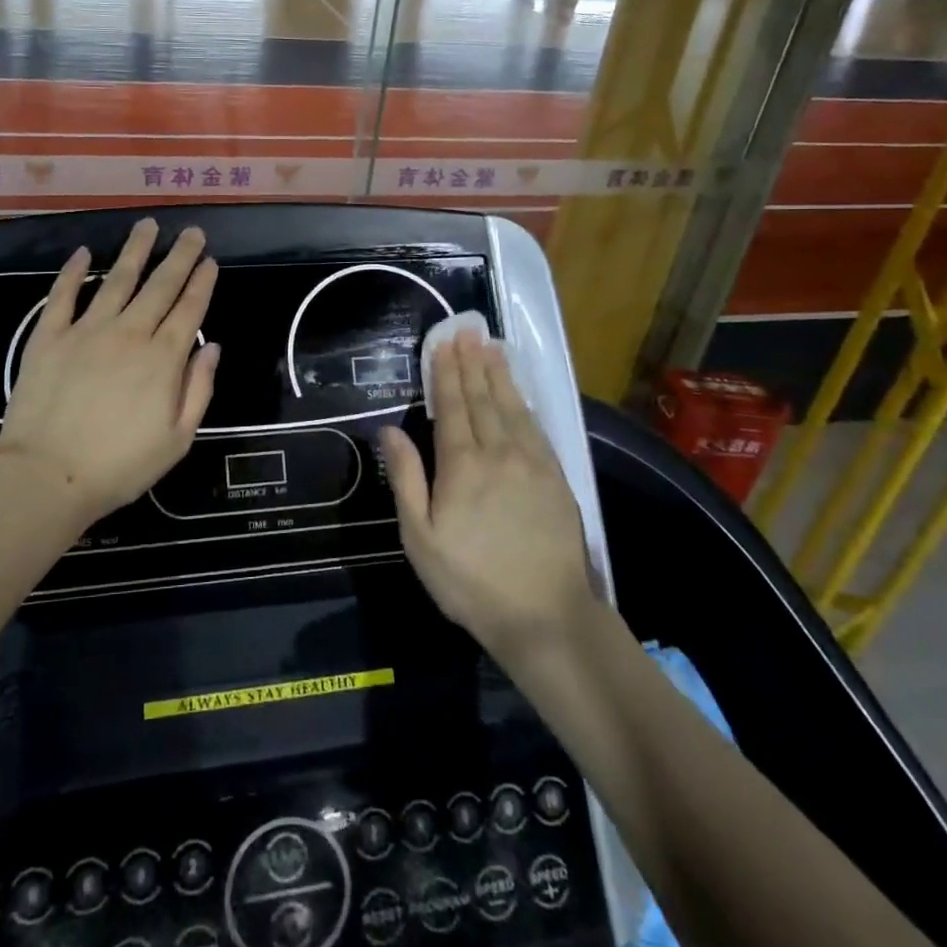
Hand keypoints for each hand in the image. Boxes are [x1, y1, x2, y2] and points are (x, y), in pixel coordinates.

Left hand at [0, 220, 219, 529]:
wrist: (48, 476)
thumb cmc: (119, 466)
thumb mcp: (177, 439)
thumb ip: (198, 389)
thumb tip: (211, 347)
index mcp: (163, 359)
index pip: (189, 310)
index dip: (202, 282)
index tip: (210, 260)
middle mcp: (129, 333)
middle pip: (160, 286)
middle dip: (179, 256)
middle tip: (192, 231)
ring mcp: (87, 330)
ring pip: (116, 279)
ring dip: (135, 250)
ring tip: (147, 225)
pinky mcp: (49, 336)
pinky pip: (63, 295)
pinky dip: (72, 271)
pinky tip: (82, 252)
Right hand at [382, 331, 596, 663]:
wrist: (545, 616)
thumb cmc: (470, 580)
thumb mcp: (419, 537)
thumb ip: (405, 479)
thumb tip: (389, 431)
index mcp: (461, 465)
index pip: (452, 407)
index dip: (447, 373)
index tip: (444, 343)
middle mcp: (498, 452)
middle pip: (482, 398)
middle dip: (472, 363)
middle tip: (467, 331)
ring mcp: (532, 463)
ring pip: (511, 407)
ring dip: (499, 374)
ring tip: (491, 346)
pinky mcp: (556, 478)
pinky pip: (536, 428)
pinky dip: (524, 403)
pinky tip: (519, 392)